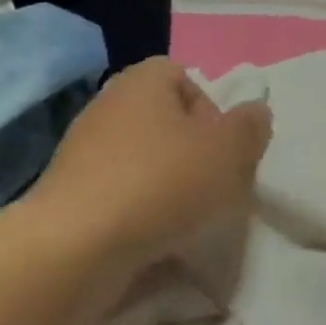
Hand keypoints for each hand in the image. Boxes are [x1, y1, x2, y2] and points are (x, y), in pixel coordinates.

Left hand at [26, 58, 272, 273]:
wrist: (76, 247)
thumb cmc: (162, 183)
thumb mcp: (229, 150)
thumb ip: (250, 127)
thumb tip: (255, 113)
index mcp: (142, 82)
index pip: (183, 76)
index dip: (211, 108)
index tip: (223, 146)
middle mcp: (108, 107)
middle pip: (165, 121)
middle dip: (194, 152)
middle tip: (213, 183)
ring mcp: (83, 152)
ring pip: (143, 159)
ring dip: (169, 184)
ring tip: (187, 216)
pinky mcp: (70, 195)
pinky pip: (120, 192)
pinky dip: (140, 210)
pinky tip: (154, 236)